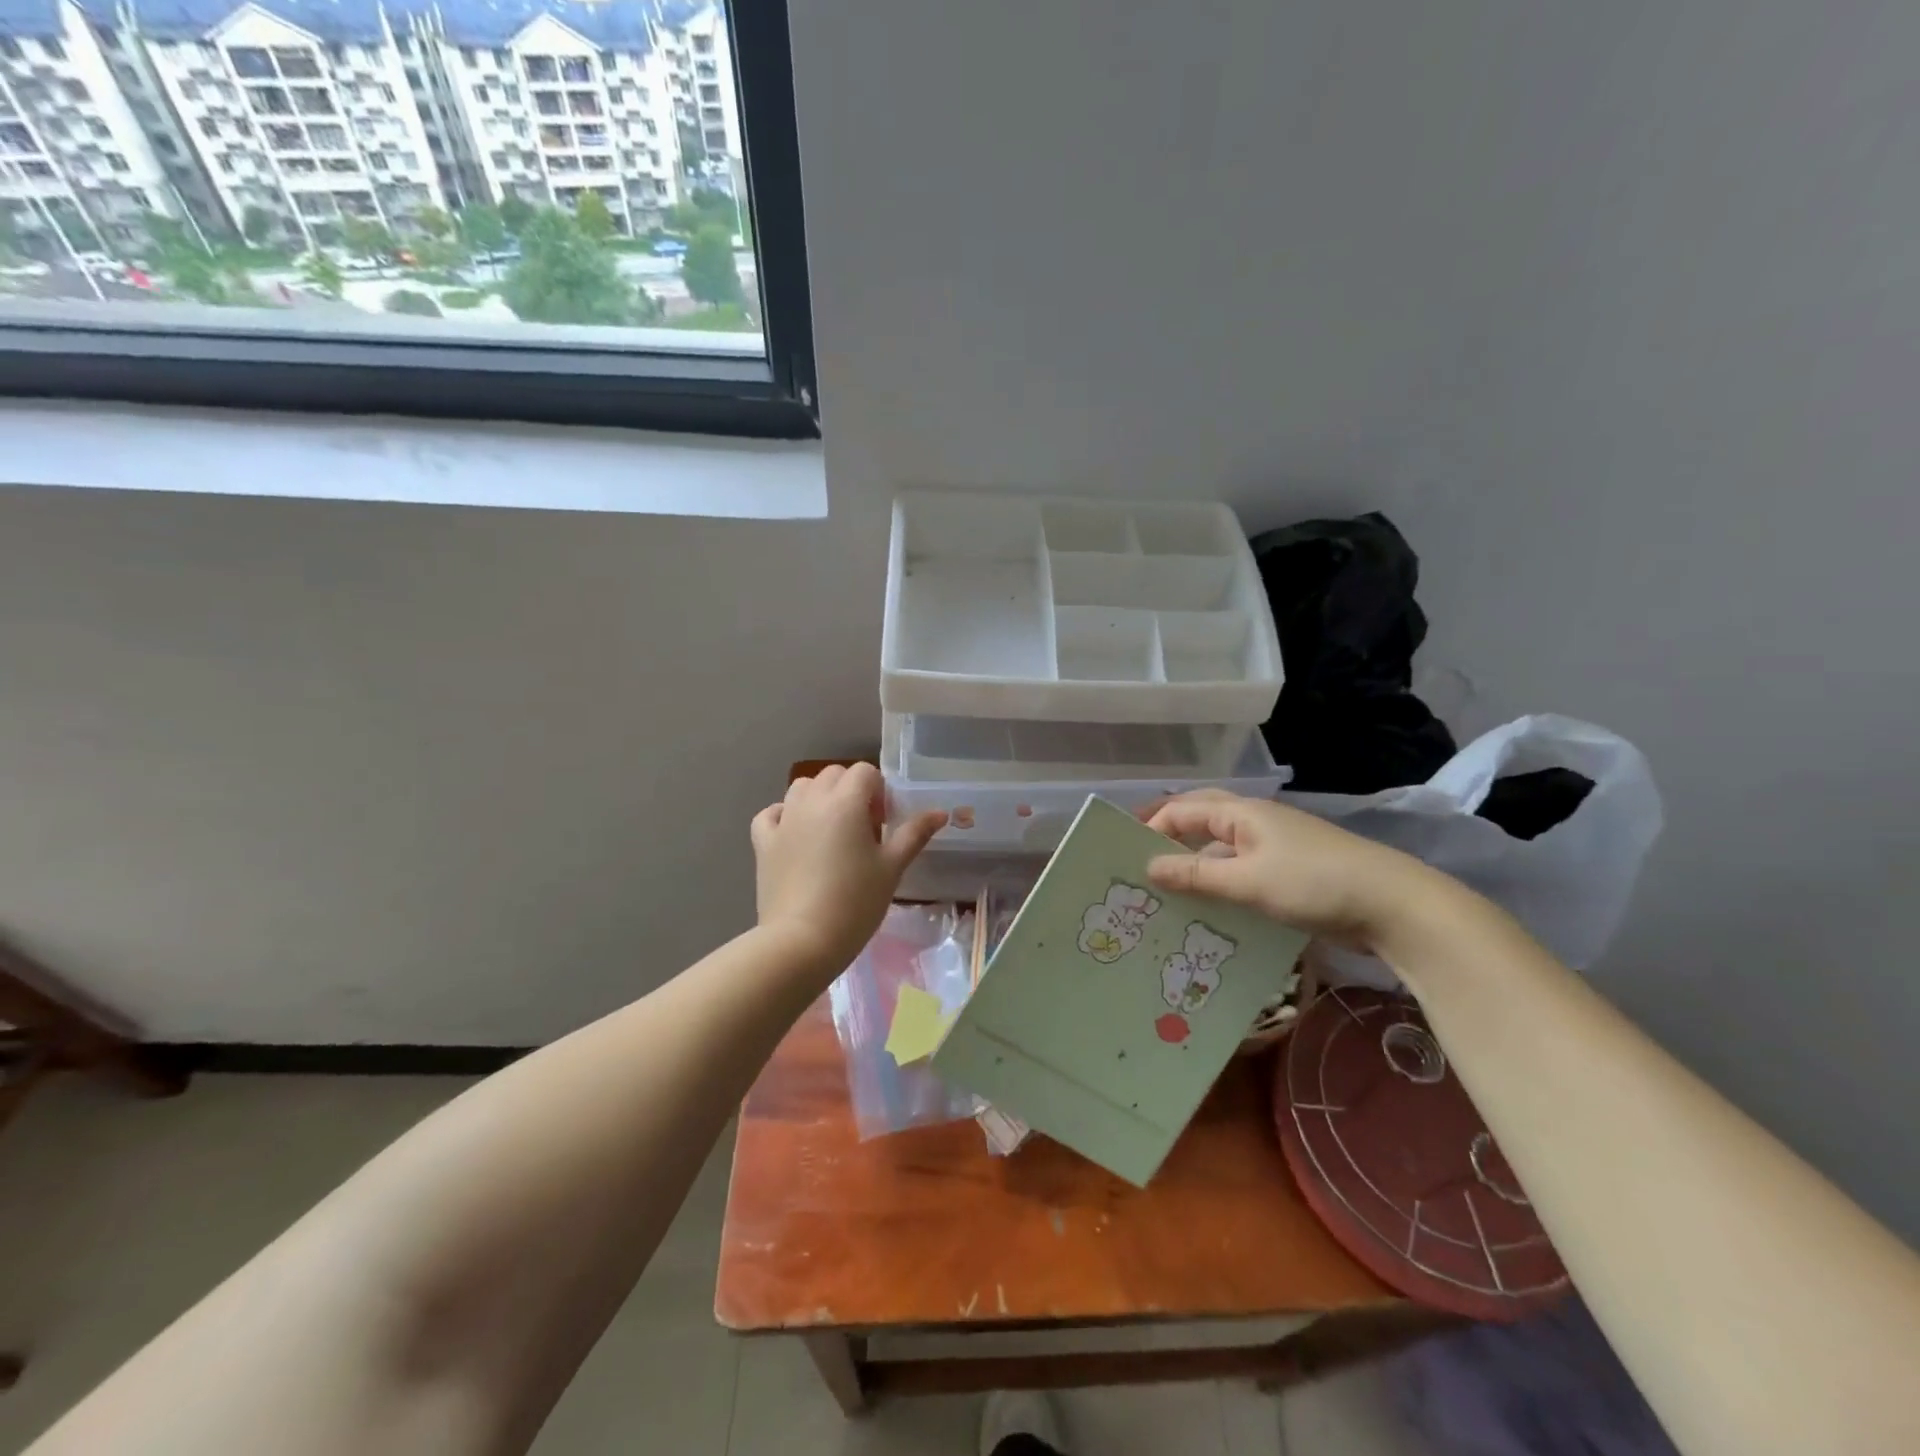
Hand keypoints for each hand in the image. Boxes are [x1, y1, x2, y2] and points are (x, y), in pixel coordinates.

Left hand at [751, 763, 946, 973]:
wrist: (802, 941)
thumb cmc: (855, 902)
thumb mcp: (892, 867)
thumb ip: (915, 834)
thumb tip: (940, 812)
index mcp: (845, 802)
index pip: (865, 772)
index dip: (879, 792)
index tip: (884, 824)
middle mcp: (811, 801)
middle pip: (833, 774)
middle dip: (851, 791)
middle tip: (863, 830)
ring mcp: (783, 820)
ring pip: (801, 788)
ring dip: (819, 798)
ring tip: (831, 831)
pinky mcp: (763, 842)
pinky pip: (771, 814)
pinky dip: (784, 816)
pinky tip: (795, 835)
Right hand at [1143, 791, 1447, 951]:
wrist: (1395, 907)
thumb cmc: (1314, 884)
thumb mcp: (1248, 882)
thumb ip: (1196, 875)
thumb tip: (1148, 866)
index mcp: (1243, 814)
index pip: (1184, 810)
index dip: (1152, 827)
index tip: (1125, 856)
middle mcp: (1256, 823)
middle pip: (1201, 822)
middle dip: (1170, 838)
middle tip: (1140, 866)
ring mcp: (1276, 848)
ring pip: (1222, 851)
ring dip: (1195, 867)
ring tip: (1167, 893)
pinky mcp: (1291, 874)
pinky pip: (1242, 873)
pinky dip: (1221, 886)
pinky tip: (1209, 911)